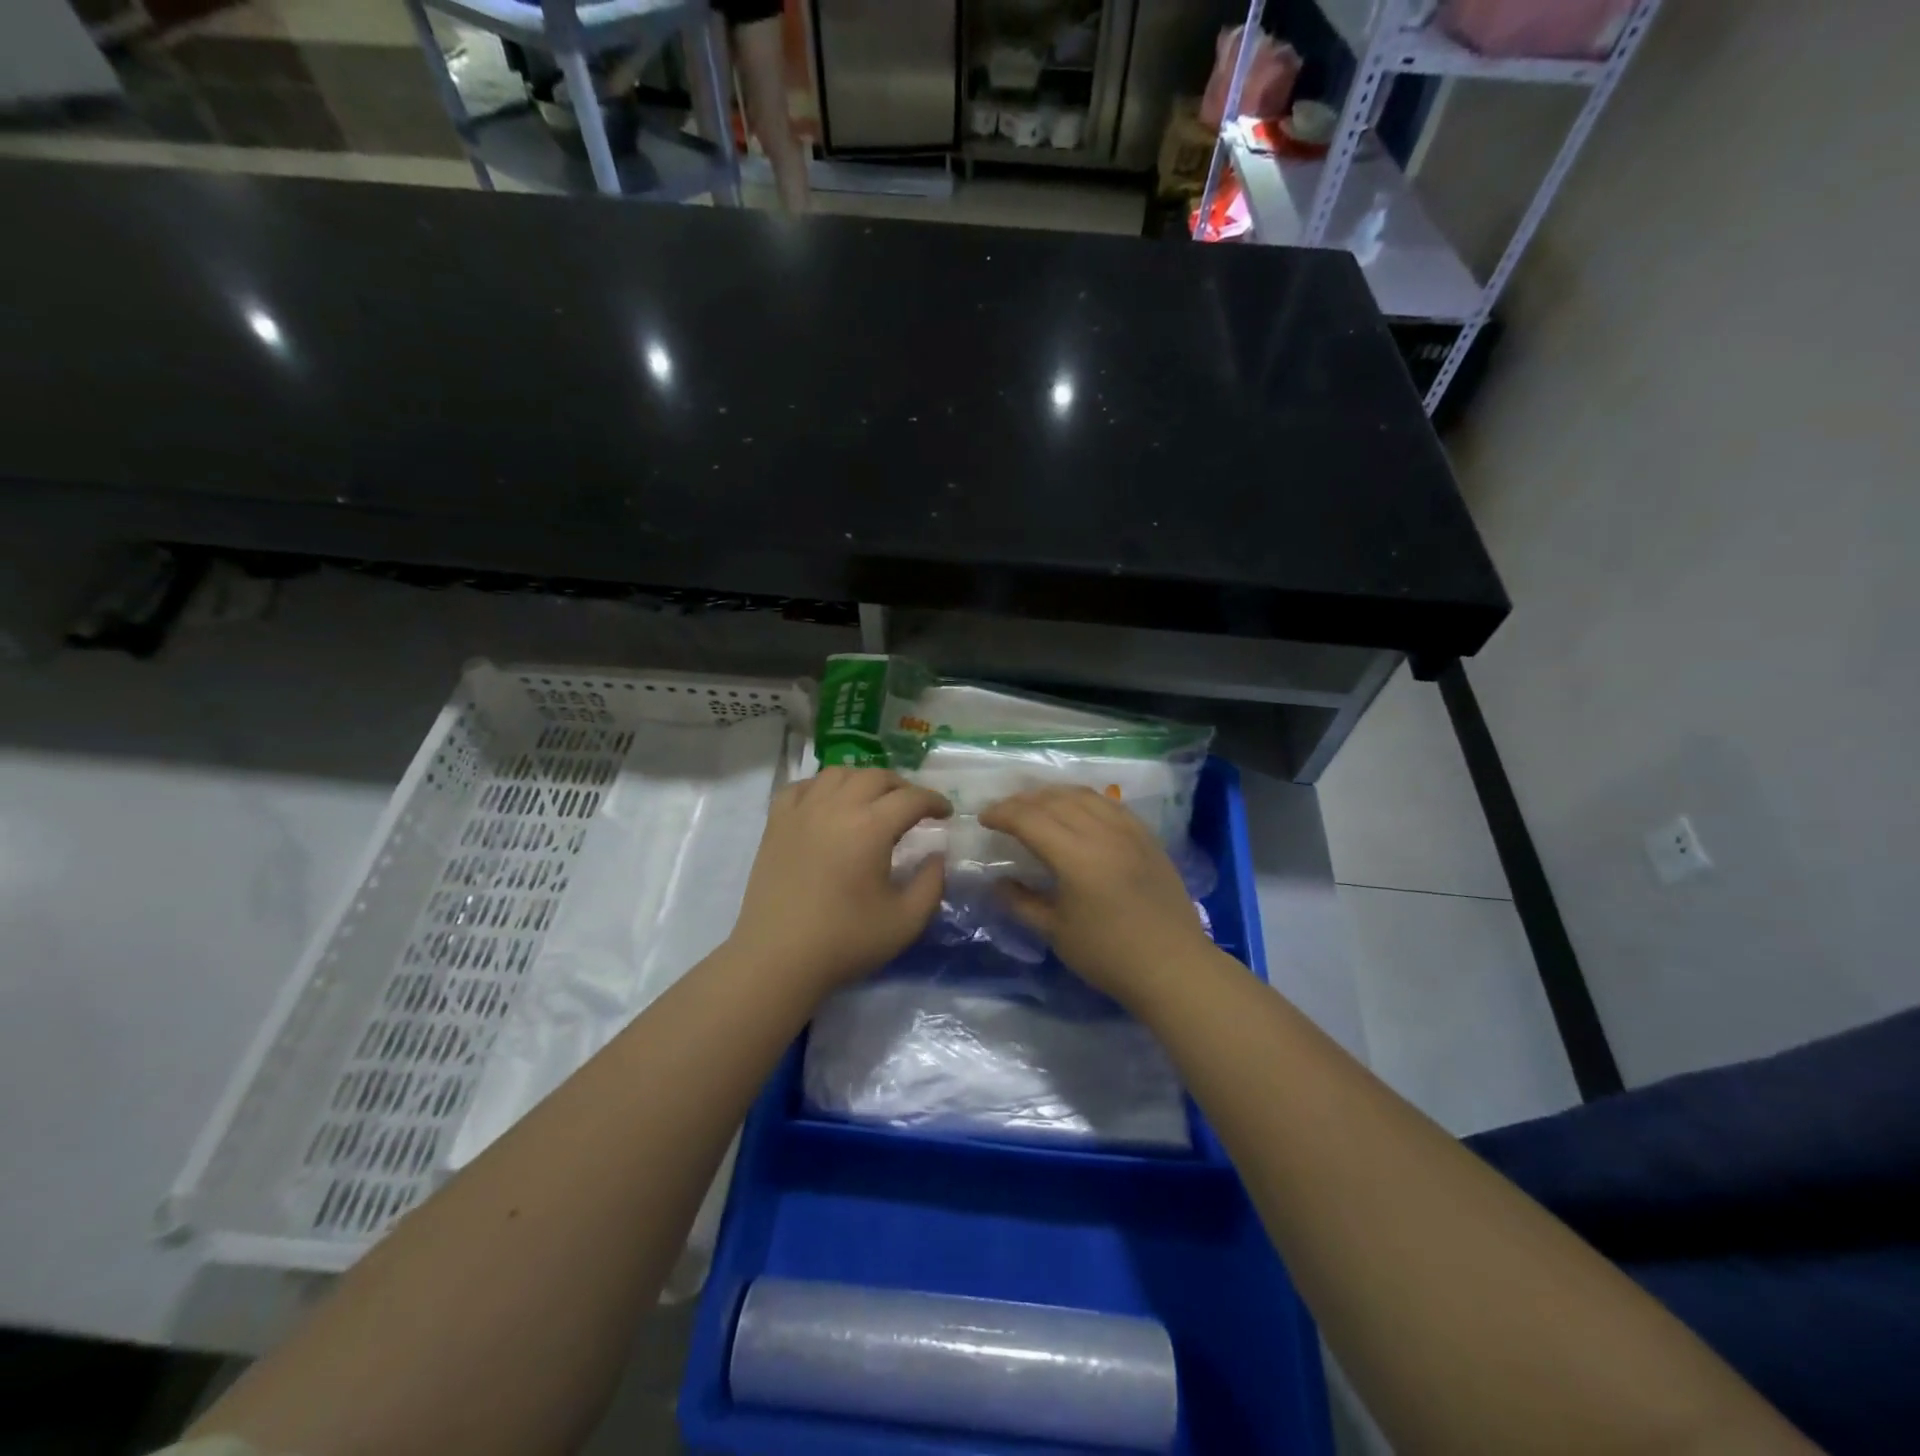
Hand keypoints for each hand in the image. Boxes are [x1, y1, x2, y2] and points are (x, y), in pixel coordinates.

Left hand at [728, 767, 950, 996]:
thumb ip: (932, 884)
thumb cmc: (845, 941)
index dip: (934, 801)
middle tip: (914, 808)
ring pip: (839, 774)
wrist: (777, 959)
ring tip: (873, 801)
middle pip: (876, 776)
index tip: (946, 814)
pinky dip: (822, 787)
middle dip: (902, 787)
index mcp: (871, 827)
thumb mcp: (906, 921)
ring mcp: (802, 811)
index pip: (911, 798)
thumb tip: (937, 855)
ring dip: (864, 781)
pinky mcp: (776, 823)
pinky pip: (802, 787)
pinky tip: (829, 803)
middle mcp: (836, 807)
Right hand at [979, 786, 1211, 1003]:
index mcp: (1075, 856)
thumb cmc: (1109, 955)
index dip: (1002, 814)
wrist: (1173, 966)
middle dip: (1023, 801)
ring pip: (1083, 795)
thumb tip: (997, 883)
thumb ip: (1022, 902)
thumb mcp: (1056, 933)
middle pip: (1054, 800)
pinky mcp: (1147, 836)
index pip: (1029, 819)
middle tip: (1004, 813)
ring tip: (1036, 805)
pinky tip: (1077, 811)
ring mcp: (1128, 830)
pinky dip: (1084, 800)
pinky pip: (1109, 804)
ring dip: (1053, 795)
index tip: (984, 819)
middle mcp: (1102, 832)